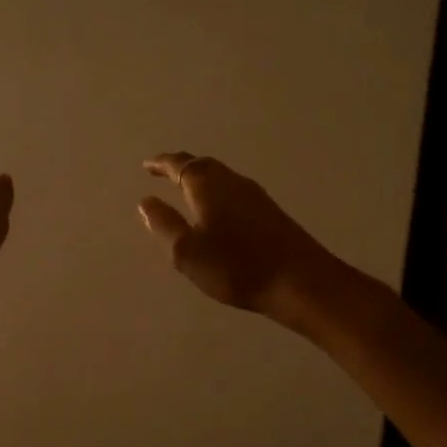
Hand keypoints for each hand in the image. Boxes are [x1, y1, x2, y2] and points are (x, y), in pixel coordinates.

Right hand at [138, 152, 338, 320]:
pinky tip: (217, 208)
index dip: (161, 164)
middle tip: (163, 171)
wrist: (300, 281)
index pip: (180, 166)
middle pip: (203, 165)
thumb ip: (164, 224)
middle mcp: (232, 182)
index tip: (147, 165)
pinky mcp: (270, 212)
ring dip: (200, 178)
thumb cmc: (236, 266)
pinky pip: (234, 190)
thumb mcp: (187, 252)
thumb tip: (146, 202)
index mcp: (208, 186)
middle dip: (181, 166)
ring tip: (185, 187)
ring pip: (221, 177)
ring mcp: (255, 196)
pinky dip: (217, 191)